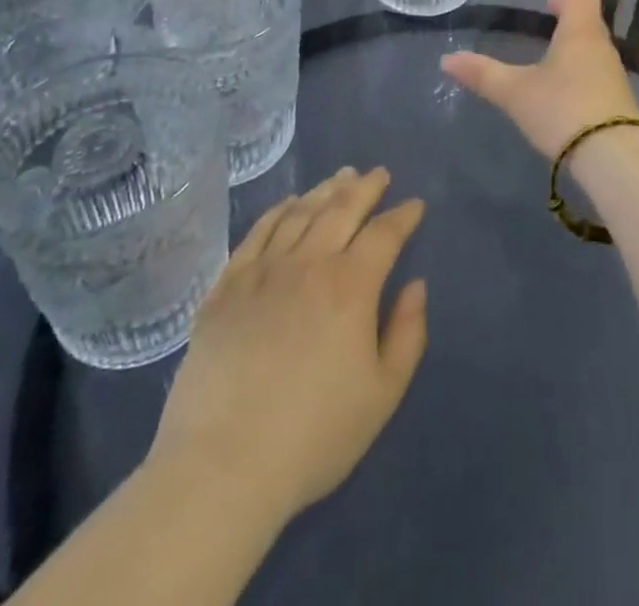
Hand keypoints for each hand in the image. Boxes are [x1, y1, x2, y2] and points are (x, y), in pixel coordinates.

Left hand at [150, 168, 427, 523]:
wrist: (222, 465)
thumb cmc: (314, 435)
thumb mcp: (383, 394)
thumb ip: (407, 334)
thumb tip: (417, 286)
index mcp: (351, 285)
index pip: (385, 233)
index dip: (403, 216)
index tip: (415, 205)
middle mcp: (309, 263)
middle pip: (342, 208)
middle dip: (366, 187)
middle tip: (379, 174)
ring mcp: (263, 271)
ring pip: (300, 213)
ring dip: (325, 190)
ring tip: (341, 177)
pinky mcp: (226, 287)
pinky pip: (257, 233)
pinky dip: (277, 211)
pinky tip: (288, 204)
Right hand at [441, 0, 638, 157]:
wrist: (614, 157)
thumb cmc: (564, 109)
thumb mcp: (517, 92)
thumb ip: (483, 75)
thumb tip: (447, 59)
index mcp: (579, 33)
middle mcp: (599, 47)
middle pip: (586, 16)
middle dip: (569, 4)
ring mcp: (610, 74)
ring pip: (591, 42)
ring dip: (574, 33)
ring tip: (555, 35)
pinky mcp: (613, 99)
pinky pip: (594, 65)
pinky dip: (578, 57)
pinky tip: (565, 75)